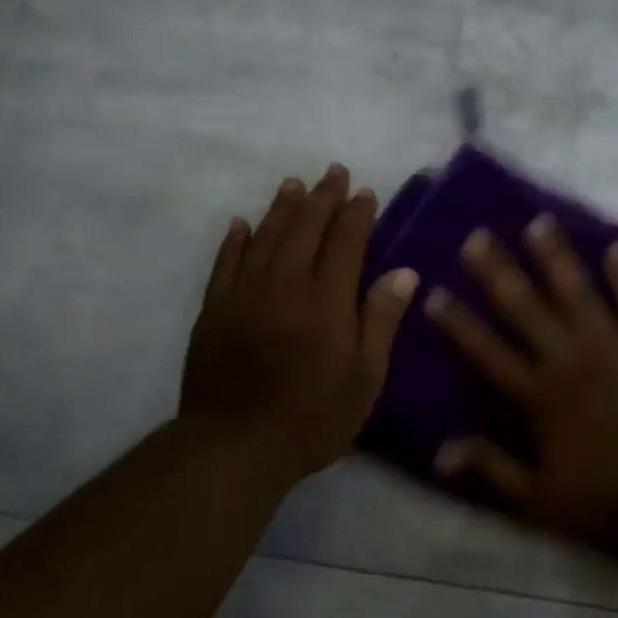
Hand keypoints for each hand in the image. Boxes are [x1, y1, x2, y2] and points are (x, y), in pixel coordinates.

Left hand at [181, 164, 417, 480]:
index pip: (346, 242)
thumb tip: (404, 272)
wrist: (237, 445)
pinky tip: (242, 223)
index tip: (366, 193)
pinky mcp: (213, 309)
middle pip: (305, 229)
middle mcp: (285, 285)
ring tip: (294, 184)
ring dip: (282, 208)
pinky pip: (225, 262)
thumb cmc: (314, 418)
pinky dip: (236, 239)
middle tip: (333, 173)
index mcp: (327, 301)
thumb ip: (381, 321)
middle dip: (322, 198)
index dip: (357, 214)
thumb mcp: (365, 378)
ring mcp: (244, 294)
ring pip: (265, 237)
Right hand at [425, 215, 617, 567]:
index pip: (488, 352)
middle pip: (526, 309)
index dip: (459, 323)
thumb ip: (491, 470)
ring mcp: (615, 348)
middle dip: (498, 272)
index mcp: (540, 397)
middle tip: (476, 236)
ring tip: (538, 222)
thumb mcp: (539, 501)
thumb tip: (439, 451)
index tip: (435, 292)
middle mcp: (571, 361)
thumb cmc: (609, 502)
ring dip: (556, 257)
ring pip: (577, 292)